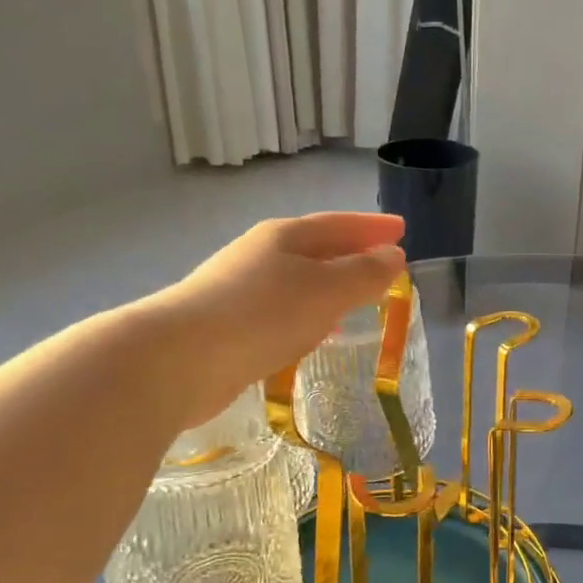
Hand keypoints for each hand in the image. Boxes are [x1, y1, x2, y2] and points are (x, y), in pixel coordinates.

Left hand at [134, 212, 406, 433]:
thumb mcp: (326, 291)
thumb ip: (364, 274)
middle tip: (384, 262)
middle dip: (351, 253)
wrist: (180, 359)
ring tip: (357, 299)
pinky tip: (315, 332)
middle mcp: (261, 254)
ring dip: (330, 285)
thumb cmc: (263, 315)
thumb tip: (394, 256)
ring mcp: (240, 288)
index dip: (372, 227)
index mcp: (285, 237)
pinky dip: (309, 313)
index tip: (402, 229)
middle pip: (316, 247)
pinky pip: (283, 309)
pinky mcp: (229, 323)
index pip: (339, 224)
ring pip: (299, 280)